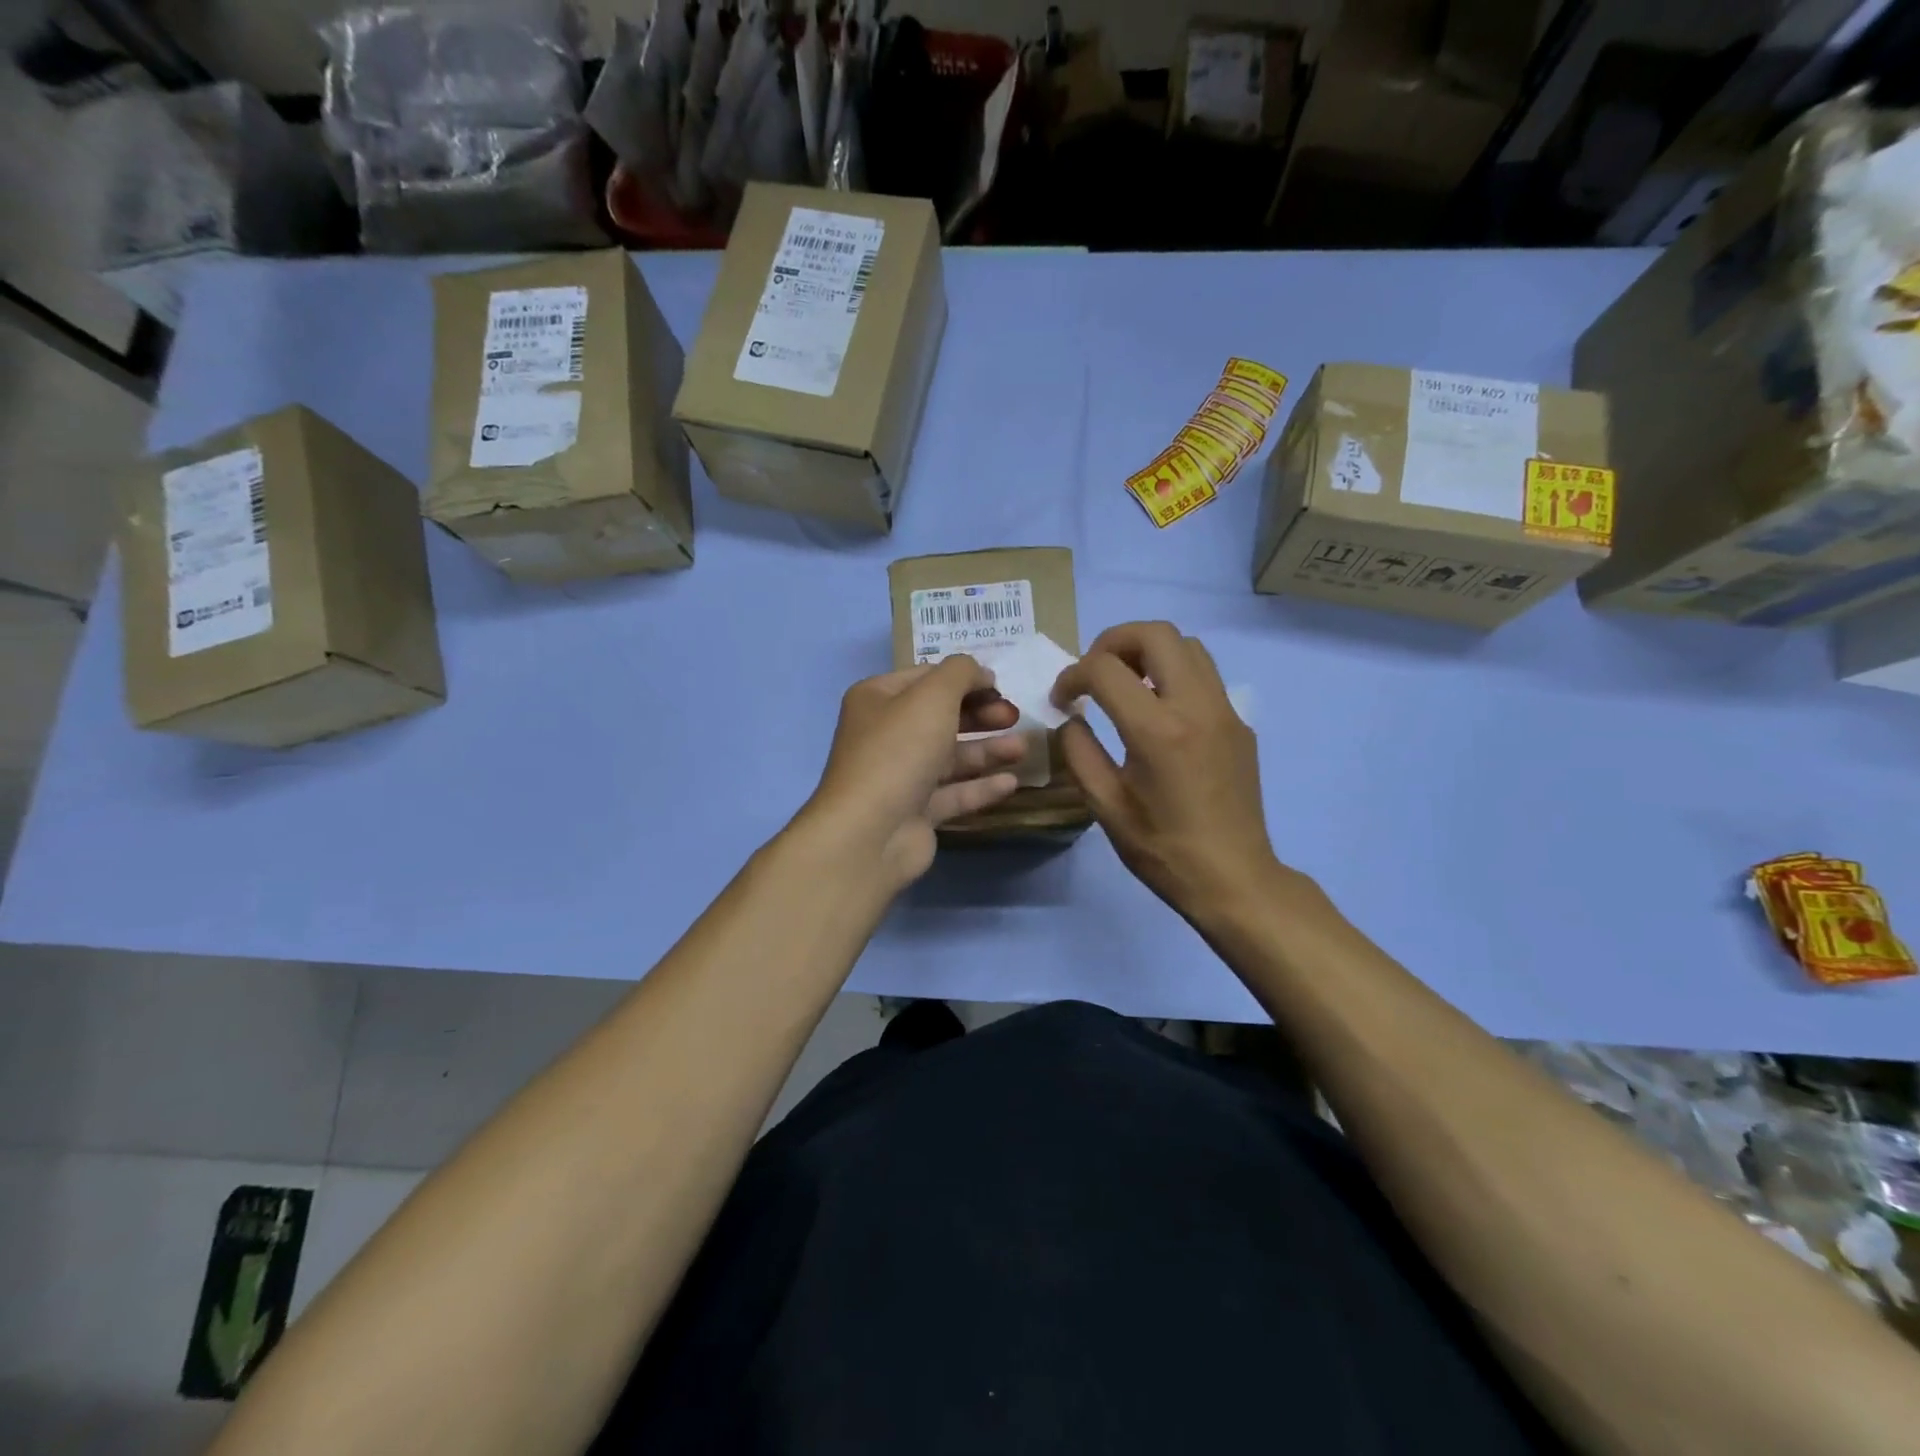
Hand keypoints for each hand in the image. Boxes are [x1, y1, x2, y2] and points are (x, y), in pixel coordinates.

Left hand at [804, 656, 1026, 888]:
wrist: (870, 832)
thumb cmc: (899, 750)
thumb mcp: (933, 695)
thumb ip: (962, 673)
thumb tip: (981, 674)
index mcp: (878, 699)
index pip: (927, 678)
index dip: (966, 679)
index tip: (1002, 686)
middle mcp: (885, 735)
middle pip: (941, 718)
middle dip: (981, 715)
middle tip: (1014, 716)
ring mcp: (900, 776)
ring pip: (950, 757)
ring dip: (987, 750)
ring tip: (1024, 749)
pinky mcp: (915, 812)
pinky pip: (953, 793)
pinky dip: (981, 787)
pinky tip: (1012, 782)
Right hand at [1052, 621, 1281, 919]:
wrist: (1233, 877)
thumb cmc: (1162, 848)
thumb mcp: (1105, 805)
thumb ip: (1079, 751)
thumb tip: (1072, 718)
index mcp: (1157, 730)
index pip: (1104, 669)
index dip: (1072, 676)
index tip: (1061, 699)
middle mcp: (1196, 706)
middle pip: (1155, 633)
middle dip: (1112, 642)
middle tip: (1093, 672)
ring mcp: (1225, 710)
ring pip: (1187, 645)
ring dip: (1147, 651)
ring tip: (1124, 684)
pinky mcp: (1239, 723)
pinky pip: (1204, 674)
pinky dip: (1172, 672)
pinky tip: (1157, 710)